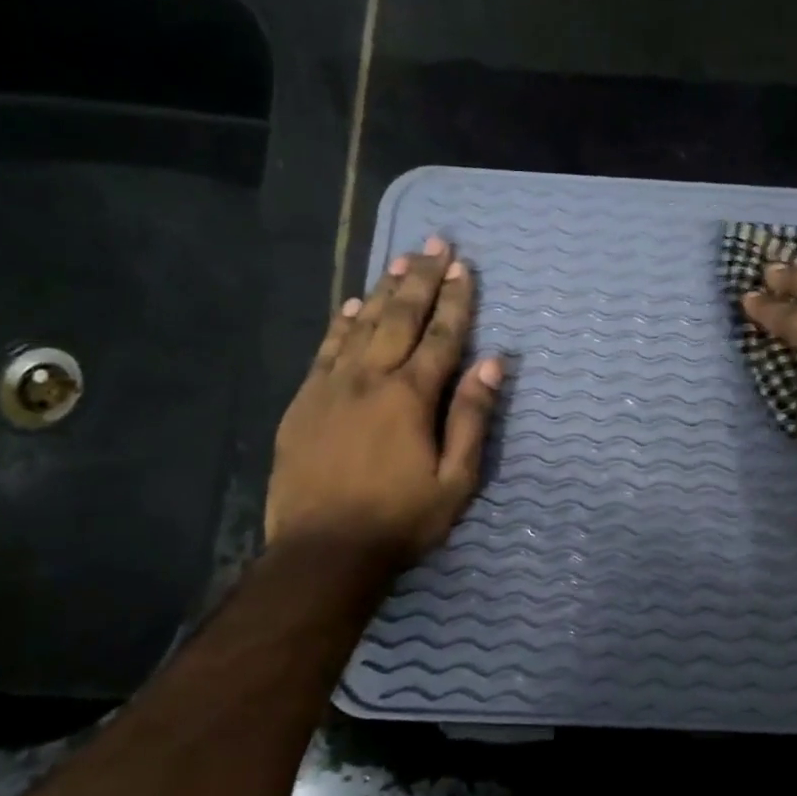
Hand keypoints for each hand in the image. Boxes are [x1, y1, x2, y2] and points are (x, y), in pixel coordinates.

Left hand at [267, 237, 503, 570]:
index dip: (457, 301)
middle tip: (436, 243)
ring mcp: (331, 387)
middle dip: (422, 279)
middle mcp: (371, 379)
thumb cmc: (400, 520)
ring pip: (362, 325)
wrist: (322, 552)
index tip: (465, 267)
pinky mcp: (304, 402)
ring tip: (401, 260)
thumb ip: (473, 419)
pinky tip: (353, 305)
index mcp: (412, 397)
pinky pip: (326, 350)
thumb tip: (491, 365)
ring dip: (385, 290)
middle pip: (401, 318)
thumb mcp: (456, 480)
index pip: (441, 337)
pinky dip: (342, 323)